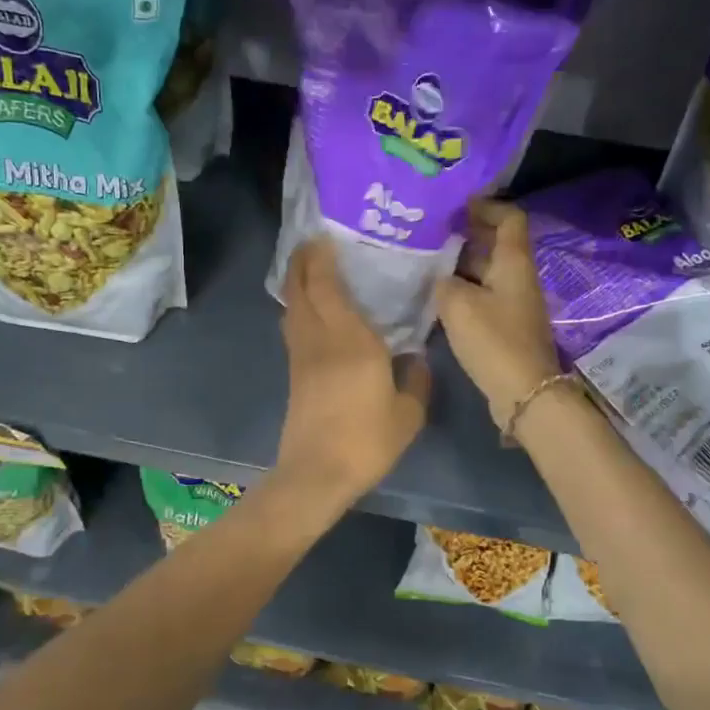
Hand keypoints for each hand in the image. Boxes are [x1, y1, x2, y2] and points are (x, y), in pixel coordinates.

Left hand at [275, 239, 430, 510]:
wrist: (317, 474)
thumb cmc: (366, 441)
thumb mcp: (407, 415)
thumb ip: (416, 382)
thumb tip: (417, 360)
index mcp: (351, 340)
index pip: (326, 285)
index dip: (321, 257)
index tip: (325, 236)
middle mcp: (320, 338)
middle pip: (299, 288)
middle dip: (301, 261)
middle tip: (312, 243)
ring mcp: (302, 356)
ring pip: (292, 307)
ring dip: (296, 283)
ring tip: (311, 269)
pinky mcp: (294, 373)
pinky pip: (294, 327)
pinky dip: (298, 308)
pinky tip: (312, 311)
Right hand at [435, 199, 561, 431]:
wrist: (523, 392)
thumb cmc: (493, 340)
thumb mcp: (457, 305)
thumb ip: (443, 282)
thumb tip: (441, 279)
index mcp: (513, 262)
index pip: (509, 218)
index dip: (485, 206)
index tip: (455, 205)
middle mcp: (517, 277)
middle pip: (495, 244)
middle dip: (465, 234)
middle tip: (429, 231)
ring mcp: (513, 302)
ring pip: (486, 271)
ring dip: (459, 264)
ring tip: (424, 261)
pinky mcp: (505, 325)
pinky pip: (483, 295)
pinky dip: (462, 290)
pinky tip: (435, 296)